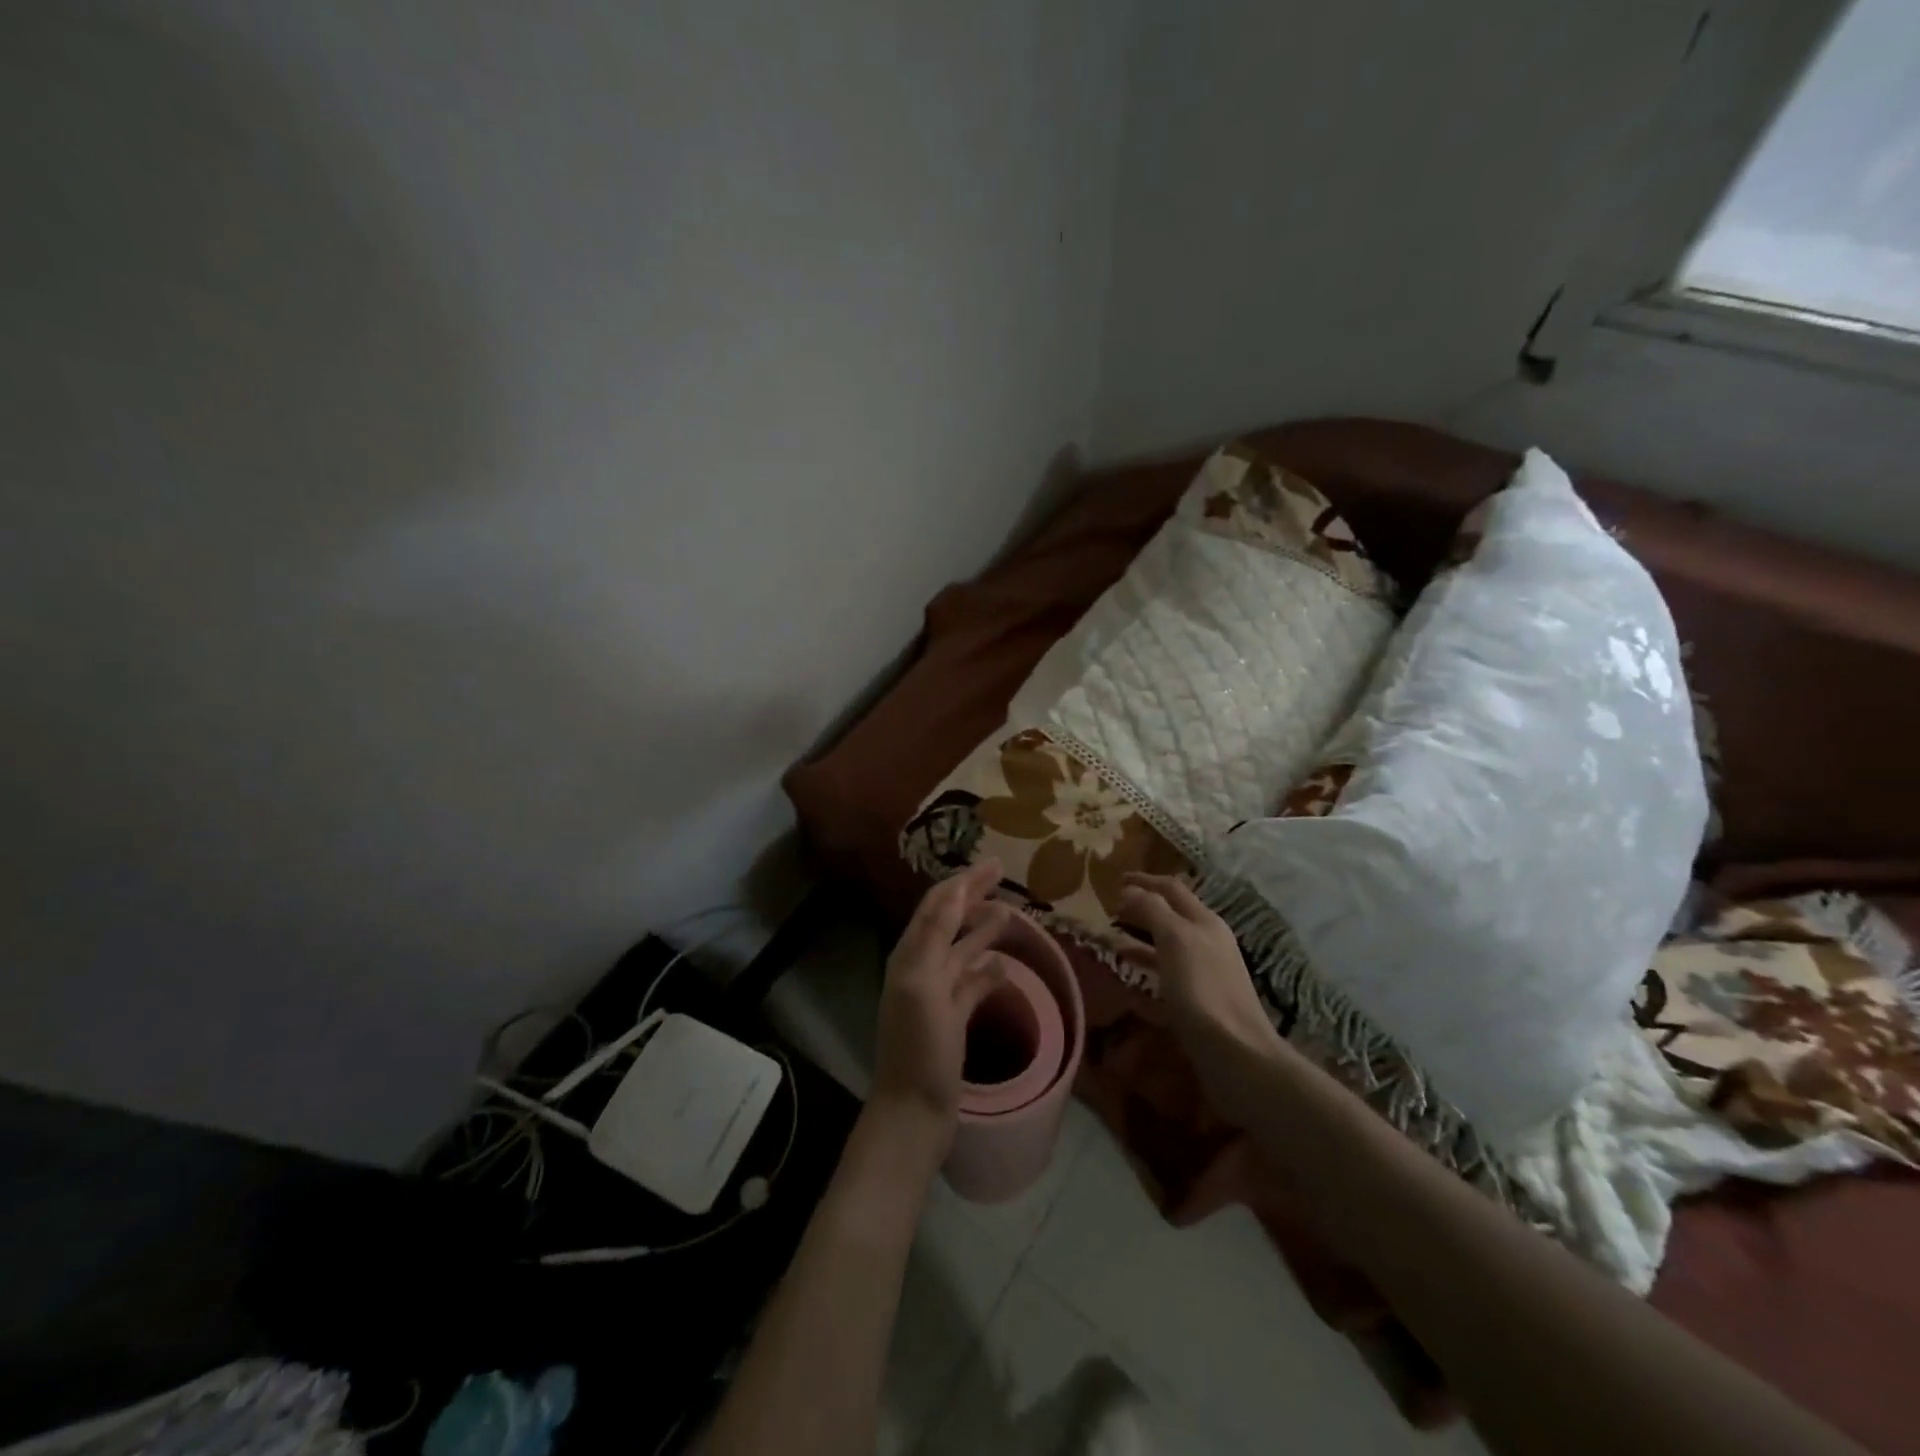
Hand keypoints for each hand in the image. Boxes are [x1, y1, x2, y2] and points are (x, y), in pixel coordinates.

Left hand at [870, 860, 1012, 1156]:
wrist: (914, 1111)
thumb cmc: (919, 1047)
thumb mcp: (924, 985)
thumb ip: (936, 937)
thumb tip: (954, 891)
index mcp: (910, 956)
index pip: (937, 906)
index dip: (962, 882)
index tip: (993, 864)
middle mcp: (921, 968)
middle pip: (949, 922)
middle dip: (973, 897)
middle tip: (1004, 878)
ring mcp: (937, 995)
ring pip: (962, 951)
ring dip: (983, 930)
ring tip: (1011, 913)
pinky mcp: (953, 1018)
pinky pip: (971, 984)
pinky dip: (987, 970)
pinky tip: (1005, 964)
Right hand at [1117, 873, 1285, 1110]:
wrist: (1236, 1053)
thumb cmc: (1202, 990)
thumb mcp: (1174, 940)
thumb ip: (1152, 910)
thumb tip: (1129, 889)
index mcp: (1204, 921)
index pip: (1171, 888)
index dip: (1143, 880)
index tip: (1115, 879)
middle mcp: (1208, 939)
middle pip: (1172, 912)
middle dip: (1142, 905)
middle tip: (1110, 907)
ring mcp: (1206, 969)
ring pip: (1168, 940)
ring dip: (1141, 933)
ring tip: (1112, 936)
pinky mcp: (1200, 997)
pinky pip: (1167, 968)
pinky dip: (1147, 962)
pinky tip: (1130, 972)